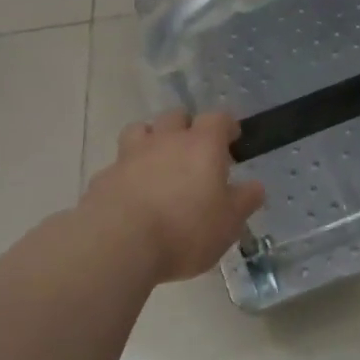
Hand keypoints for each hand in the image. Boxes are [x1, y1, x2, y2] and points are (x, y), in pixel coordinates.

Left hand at [83, 110, 265, 282]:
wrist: (120, 243)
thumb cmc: (186, 230)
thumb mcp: (229, 223)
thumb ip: (244, 200)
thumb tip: (255, 186)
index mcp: (202, 145)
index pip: (218, 118)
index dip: (226, 126)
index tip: (231, 138)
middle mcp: (166, 140)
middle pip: (176, 116)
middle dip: (186, 128)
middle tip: (194, 153)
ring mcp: (130, 155)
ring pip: (141, 130)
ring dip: (152, 140)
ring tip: (158, 164)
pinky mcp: (105, 176)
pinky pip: (119, 164)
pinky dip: (128, 173)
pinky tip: (132, 195)